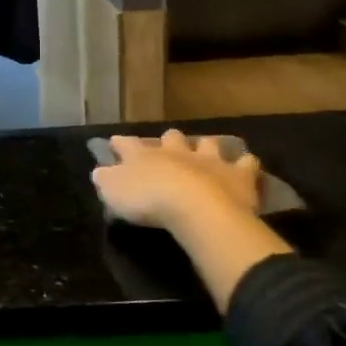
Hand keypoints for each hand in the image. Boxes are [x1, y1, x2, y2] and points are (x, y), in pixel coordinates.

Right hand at [92, 130, 263, 233]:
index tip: (115, 142)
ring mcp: (209, 159)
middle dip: (168, 140)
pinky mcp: (237, 174)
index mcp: (144, 156)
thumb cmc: (148, 200)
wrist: (195, 207)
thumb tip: (100, 171)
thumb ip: (105, 180)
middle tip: (167, 146)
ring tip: (206, 151)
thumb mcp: (113, 192)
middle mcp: (176, 151)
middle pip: (171, 138)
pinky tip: (245, 166)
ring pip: (207, 144)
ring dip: (205, 146)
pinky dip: (244, 163)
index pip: (127, 144)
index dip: (120, 143)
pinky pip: (245, 163)